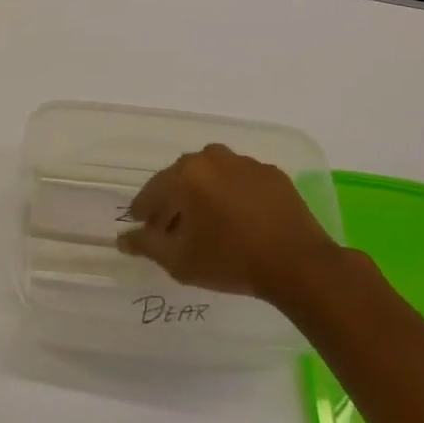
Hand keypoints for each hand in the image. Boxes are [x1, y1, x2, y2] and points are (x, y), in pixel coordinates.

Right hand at [119, 144, 335, 301]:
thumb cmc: (232, 261)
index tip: (142, 225)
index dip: (144, 210)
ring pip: (212, 175)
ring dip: (203, 194)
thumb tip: (123, 239)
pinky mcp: (272, 173)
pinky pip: (241, 180)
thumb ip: (147, 246)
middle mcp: (212, 158)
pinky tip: (238, 219)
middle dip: (173, 201)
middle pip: (182, 178)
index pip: (153, 190)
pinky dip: (233, 194)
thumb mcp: (180, 261)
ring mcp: (245, 163)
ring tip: (207, 222)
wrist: (300, 265)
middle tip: (172, 227)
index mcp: (186, 174)